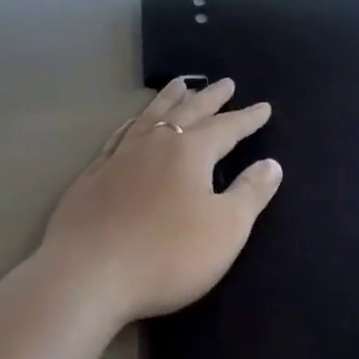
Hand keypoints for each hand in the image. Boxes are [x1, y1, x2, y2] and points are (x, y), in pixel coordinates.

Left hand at [36, 76, 282, 328]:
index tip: (264, 107)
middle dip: (211, 97)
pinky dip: (134, 122)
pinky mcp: (94, 174)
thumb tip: (272, 164)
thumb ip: (250, 194)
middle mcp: (156, 142)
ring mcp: (121, 155)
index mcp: (190, 152)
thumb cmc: (166, 254)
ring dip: (170, 98)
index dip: (247, 118)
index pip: (227, 127)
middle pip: (189, 111)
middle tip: (226, 83)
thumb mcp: (225, 230)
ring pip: (152, 115)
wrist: (87, 275)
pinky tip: (133, 123)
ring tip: (181, 83)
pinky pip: (120, 135)